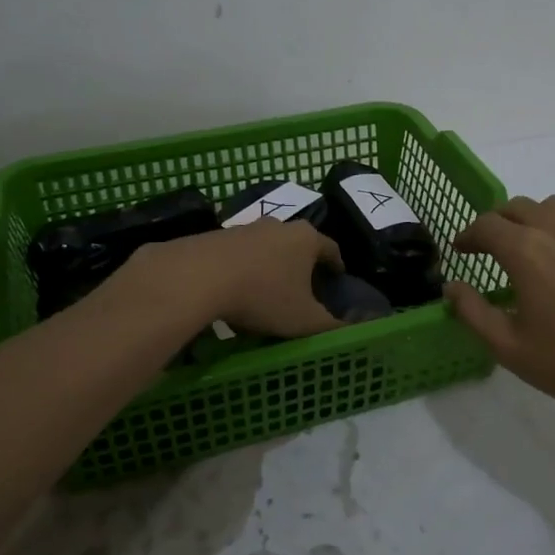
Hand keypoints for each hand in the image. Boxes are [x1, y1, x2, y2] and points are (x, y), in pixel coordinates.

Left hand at [136, 221, 343, 338]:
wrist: (197, 277)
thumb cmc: (263, 296)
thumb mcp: (304, 320)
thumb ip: (332, 326)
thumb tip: (357, 330)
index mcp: (306, 239)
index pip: (331, 248)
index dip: (337, 265)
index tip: (337, 277)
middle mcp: (278, 225)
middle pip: (297, 243)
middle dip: (301, 263)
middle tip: (303, 287)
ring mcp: (244, 228)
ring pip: (265, 247)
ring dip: (269, 265)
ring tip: (266, 291)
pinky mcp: (215, 236)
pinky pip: (237, 254)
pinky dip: (241, 269)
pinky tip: (235, 290)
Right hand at [446, 196, 554, 446]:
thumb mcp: (509, 348)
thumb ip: (472, 312)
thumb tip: (452, 287)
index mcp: (526, 251)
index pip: (487, 225)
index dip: (468, 234)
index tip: (460, 249)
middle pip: (520, 207)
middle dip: (498, 222)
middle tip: (490, 247)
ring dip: (534, 219)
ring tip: (531, 248)